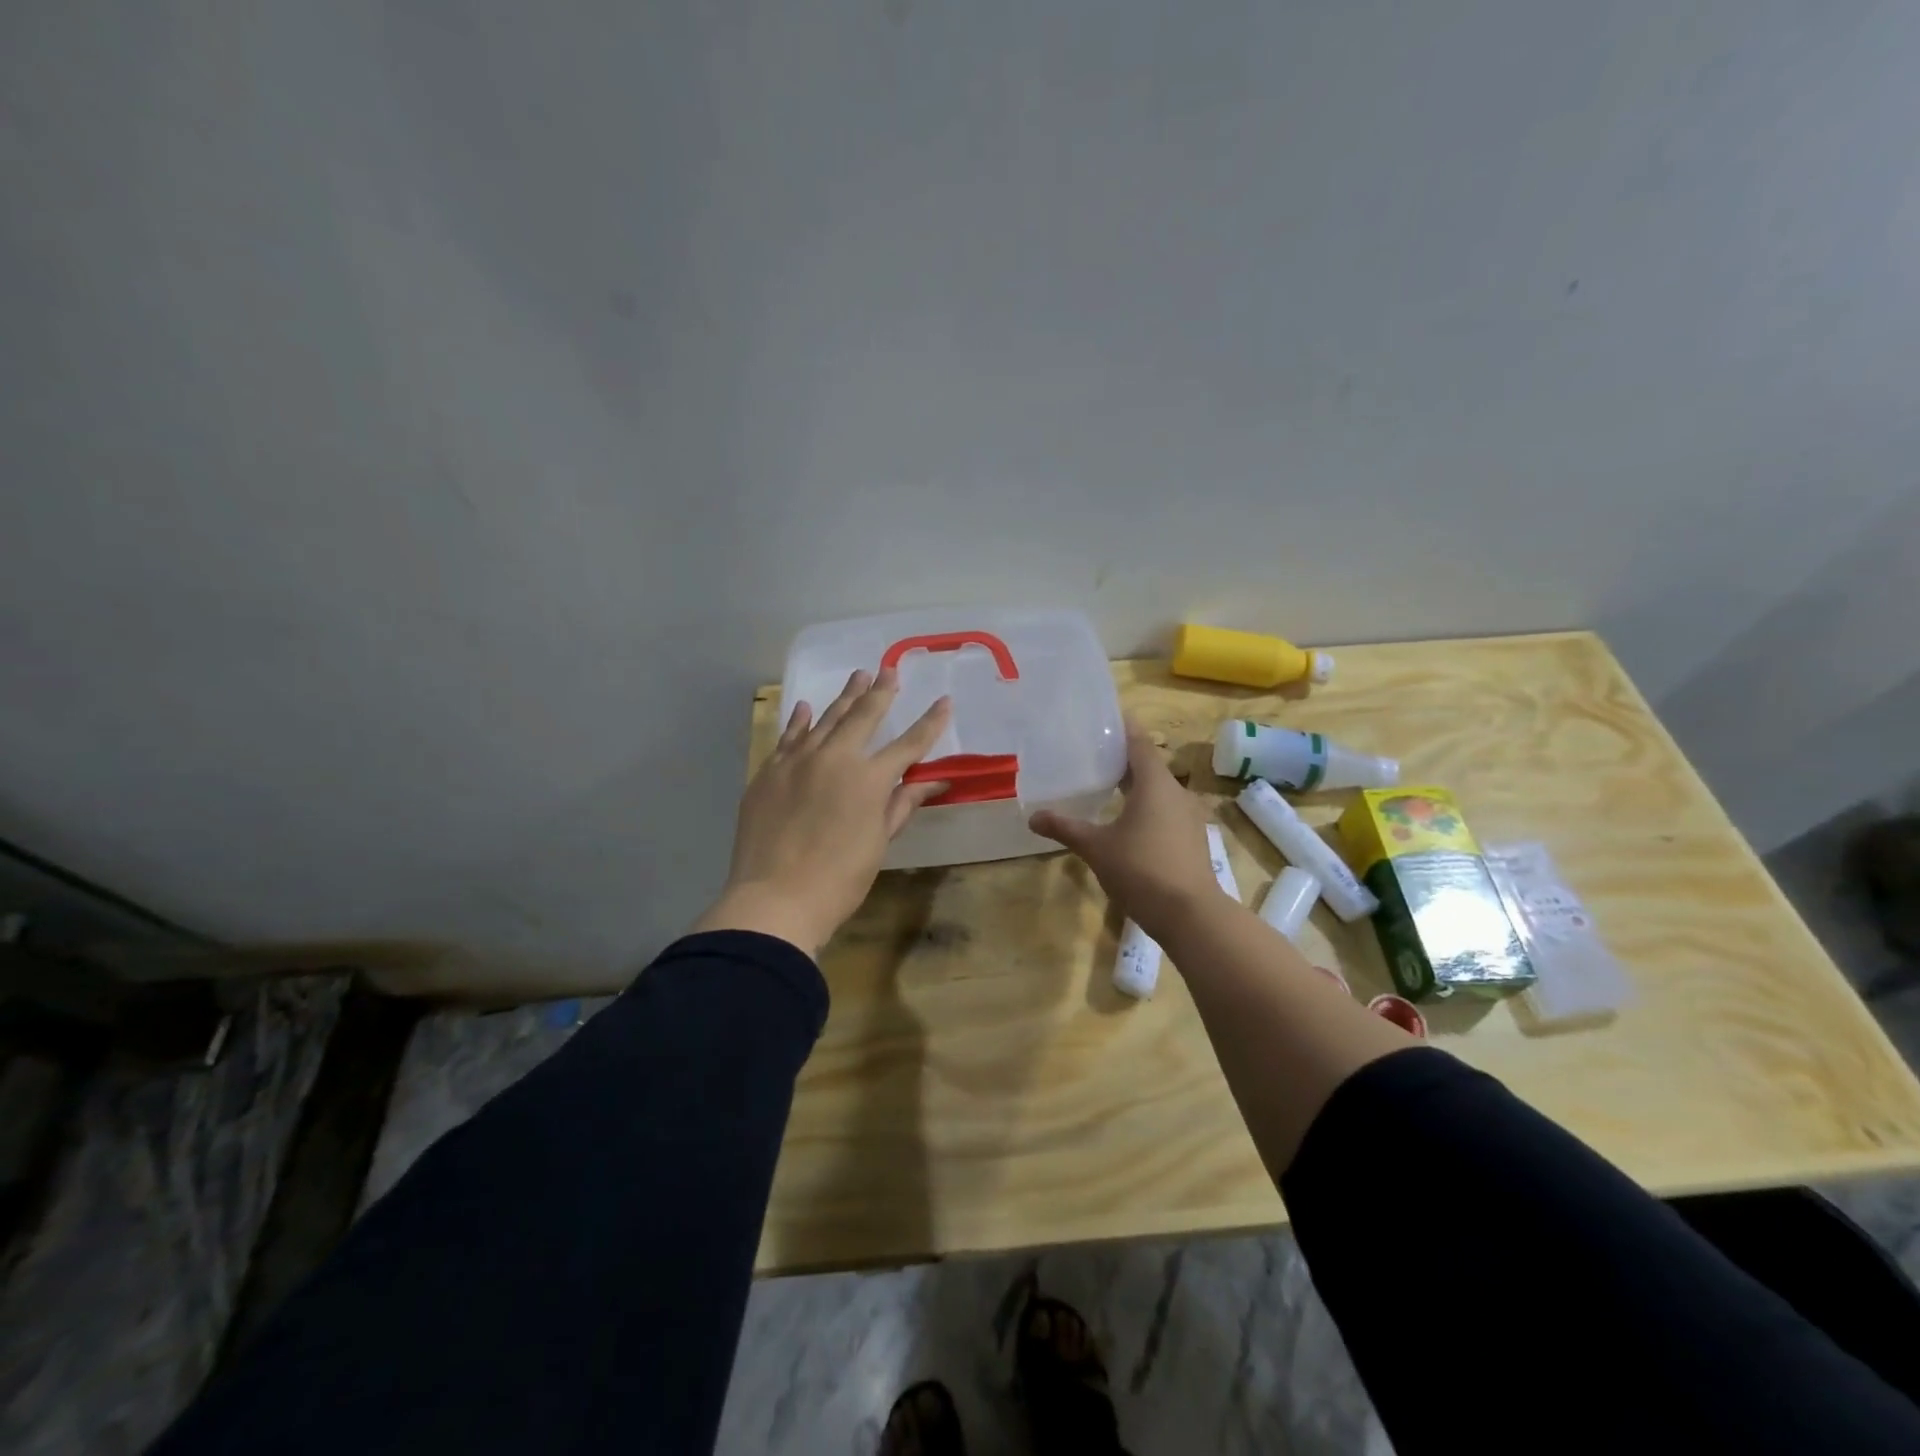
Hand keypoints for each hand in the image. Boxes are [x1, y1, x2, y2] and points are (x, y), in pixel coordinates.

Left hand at [692, 668, 951, 953]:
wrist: (775, 898)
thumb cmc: (839, 879)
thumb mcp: (878, 842)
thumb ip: (901, 804)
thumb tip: (933, 782)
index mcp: (868, 778)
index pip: (908, 744)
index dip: (929, 723)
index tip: (944, 701)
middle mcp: (834, 758)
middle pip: (863, 717)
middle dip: (880, 693)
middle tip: (890, 671)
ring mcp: (796, 761)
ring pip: (824, 720)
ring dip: (844, 698)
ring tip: (857, 677)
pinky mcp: (768, 772)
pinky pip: (788, 738)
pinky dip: (798, 722)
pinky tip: (804, 707)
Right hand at [1029, 725, 1223, 939]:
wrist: (1190, 915)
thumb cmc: (1141, 870)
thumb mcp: (1096, 847)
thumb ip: (1065, 828)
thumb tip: (1032, 817)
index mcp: (1154, 784)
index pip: (1139, 743)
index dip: (1123, 728)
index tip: (1104, 719)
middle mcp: (1176, 793)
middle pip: (1148, 765)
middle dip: (1122, 759)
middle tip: (1092, 753)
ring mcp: (1187, 817)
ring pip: (1158, 791)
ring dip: (1135, 785)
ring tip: (1105, 785)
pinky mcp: (1190, 839)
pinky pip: (1165, 811)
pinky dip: (1145, 808)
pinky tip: (1126, 822)